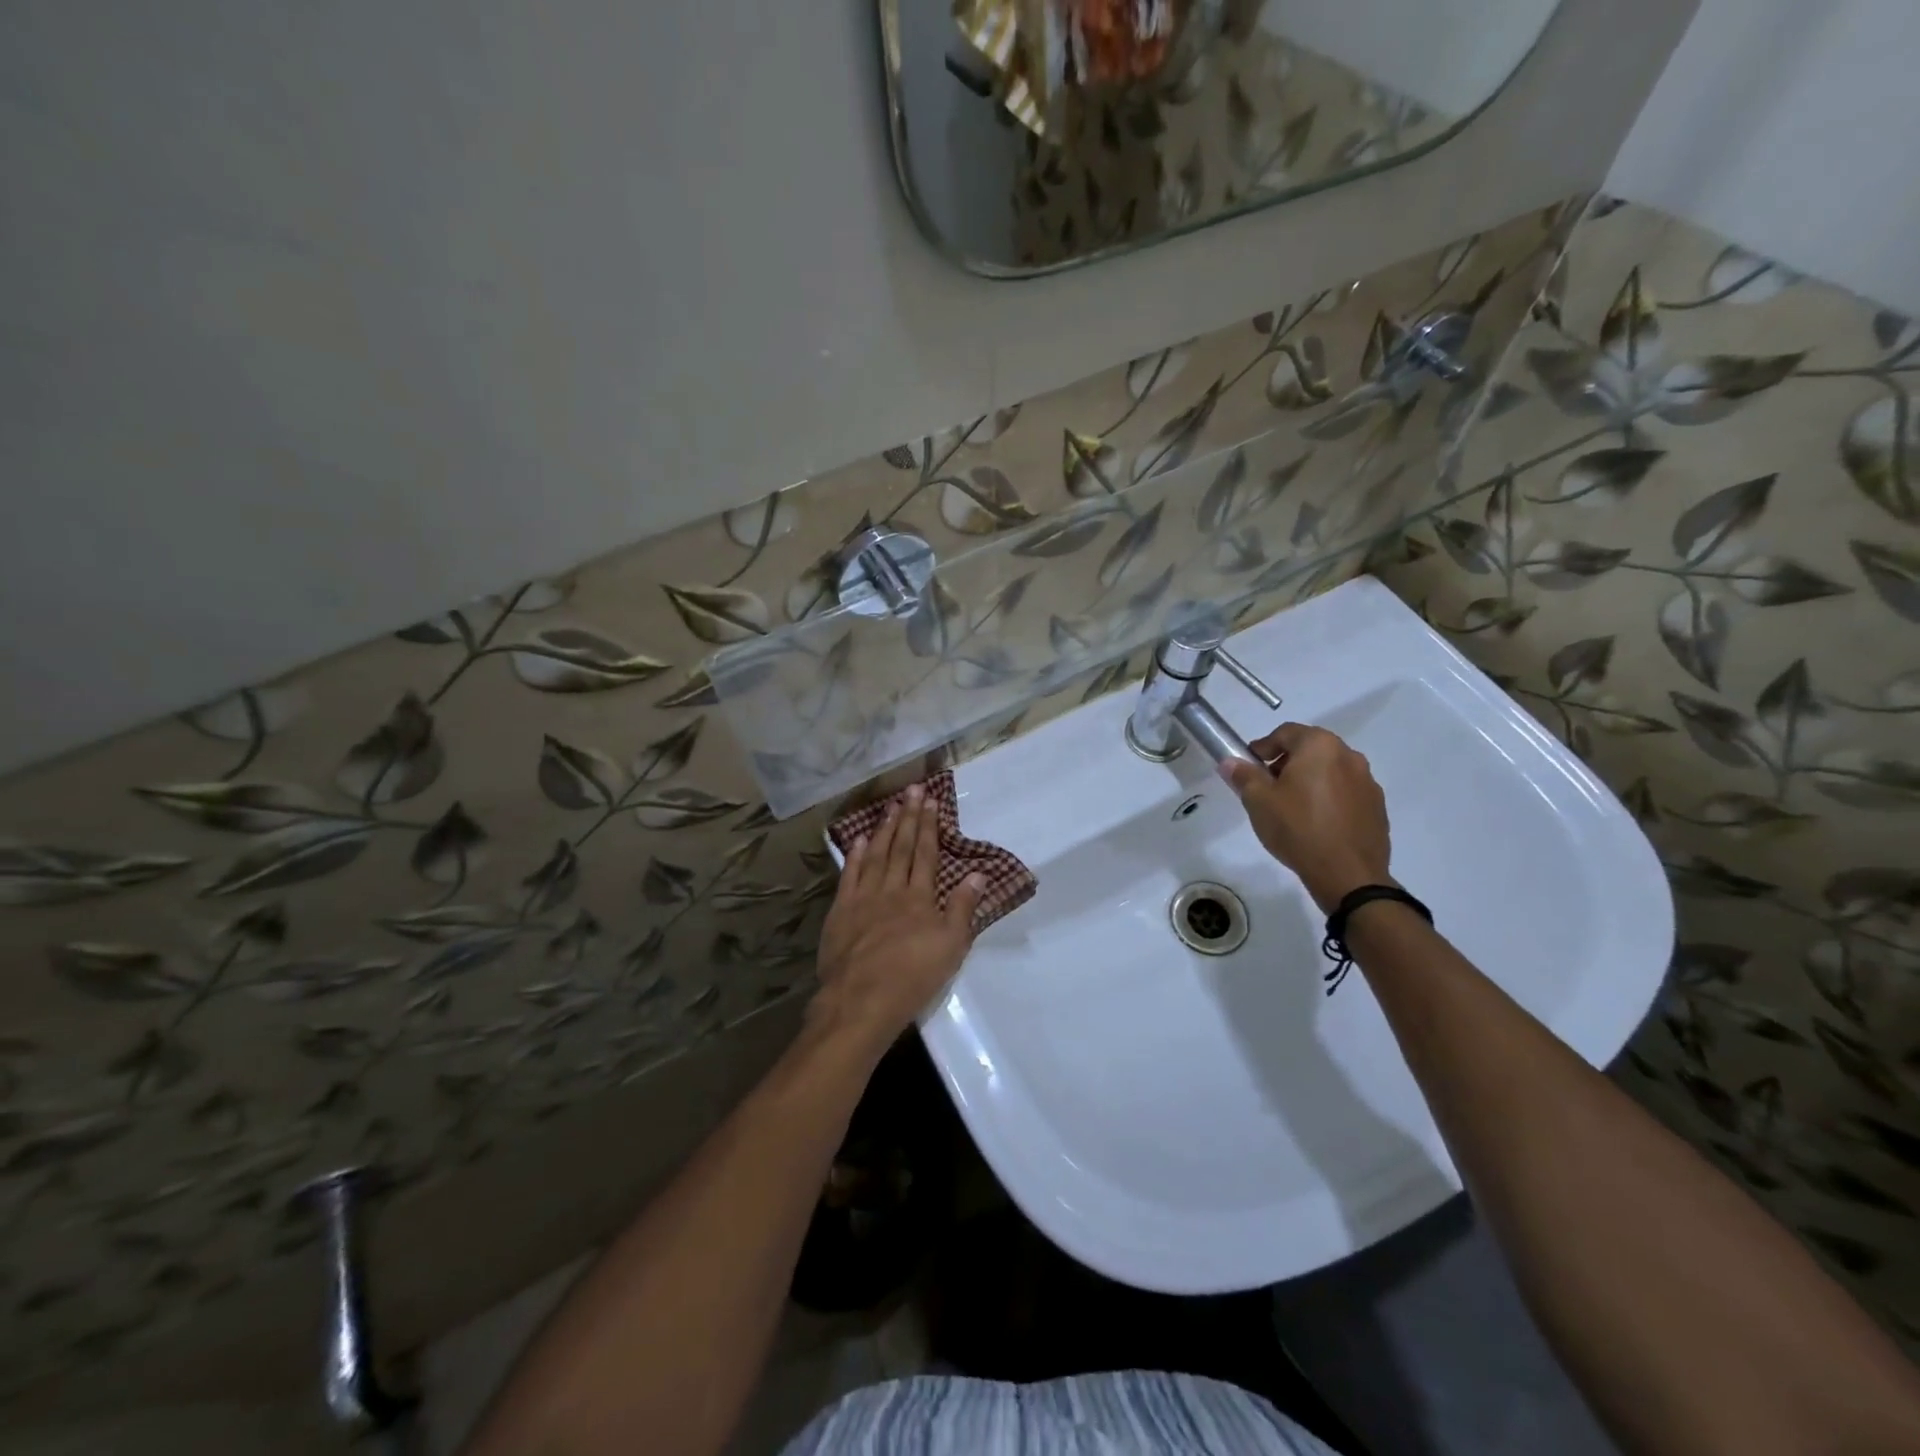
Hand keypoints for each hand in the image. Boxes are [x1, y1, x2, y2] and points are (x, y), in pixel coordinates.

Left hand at [813, 783, 985, 1053]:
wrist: (861, 1000)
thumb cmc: (913, 977)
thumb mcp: (951, 947)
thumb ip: (962, 908)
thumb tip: (977, 874)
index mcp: (920, 898)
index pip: (925, 853)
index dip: (929, 826)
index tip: (930, 801)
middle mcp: (891, 889)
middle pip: (901, 847)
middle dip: (908, 817)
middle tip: (911, 789)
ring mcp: (863, 898)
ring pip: (875, 855)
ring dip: (884, 829)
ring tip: (890, 806)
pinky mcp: (841, 911)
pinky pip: (849, 875)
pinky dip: (855, 856)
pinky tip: (860, 840)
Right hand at [1222, 723, 1393, 913]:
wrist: (1348, 874)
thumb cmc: (1298, 828)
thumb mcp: (1259, 801)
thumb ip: (1243, 776)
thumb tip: (1230, 762)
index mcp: (1320, 746)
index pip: (1286, 733)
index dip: (1263, 747)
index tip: (1250, 766)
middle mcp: (1349, 756)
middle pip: (1310, 750)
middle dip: (1286, 763)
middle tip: (1268, 787)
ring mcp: (1368, 782)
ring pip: (1330, 771)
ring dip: (1310, 780)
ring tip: (1292, 808)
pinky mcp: (1377, 807)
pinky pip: (1346, 793)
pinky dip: (1329, 798)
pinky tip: (1316, 823)